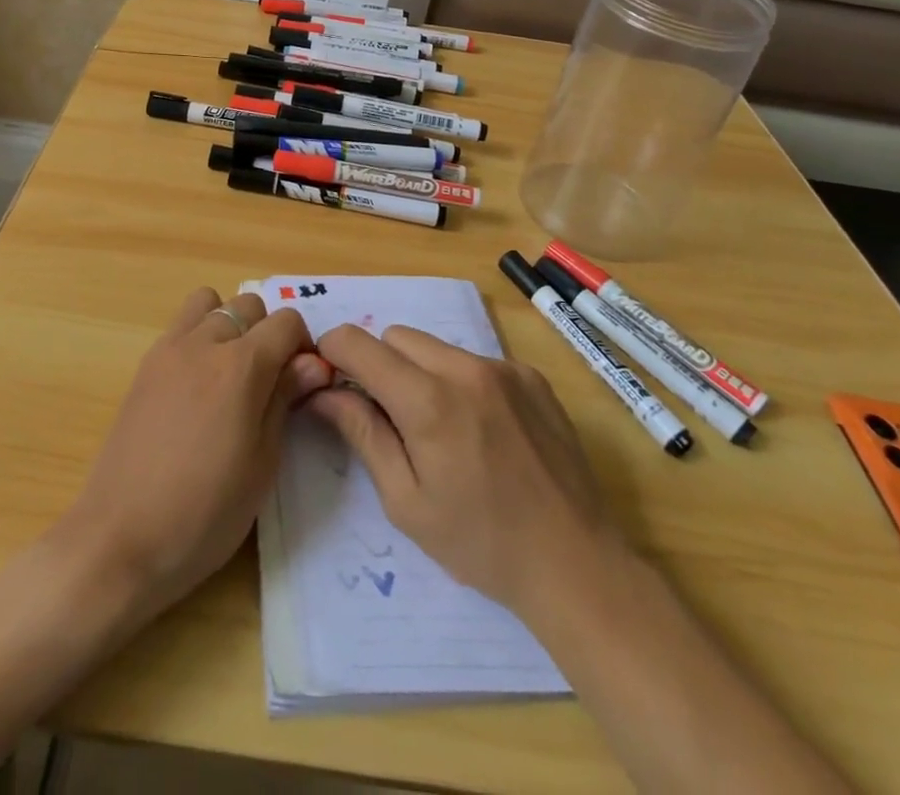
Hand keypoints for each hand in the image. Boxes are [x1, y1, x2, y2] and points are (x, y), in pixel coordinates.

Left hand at [59, 288, 330, 615]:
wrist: (120, 539)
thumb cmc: (204, 513)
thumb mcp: (262, 463)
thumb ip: (285, 399)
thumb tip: (313, 363)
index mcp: (241, 366)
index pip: (286, 321)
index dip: (302, 346)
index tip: (302, 382)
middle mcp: (204, 343)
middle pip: (248, 304)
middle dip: (267, 331)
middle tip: (268, 379)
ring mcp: (168, 350)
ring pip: (209, 303)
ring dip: (228, 324)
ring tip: (230, 372)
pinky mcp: (144, 365)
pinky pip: (180, 326)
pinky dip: (198, 337)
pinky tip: (198, 387)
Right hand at [310, 324, 616, 617]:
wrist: (575, 563)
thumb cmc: (480, 543)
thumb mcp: (406, 502)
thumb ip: (363, 435)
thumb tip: (323, 392)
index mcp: (428, 401)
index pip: (358, 343)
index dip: (333, 352)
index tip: (331, 379)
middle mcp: (464, 368)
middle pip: (397, 337)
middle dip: (380, 365)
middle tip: (390, 417)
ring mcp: (503, 367)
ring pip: (436, 346)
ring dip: (421, 372)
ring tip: (441, 427)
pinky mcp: (530, 376)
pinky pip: (475, 360)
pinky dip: (462, 381)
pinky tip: (482, 430)